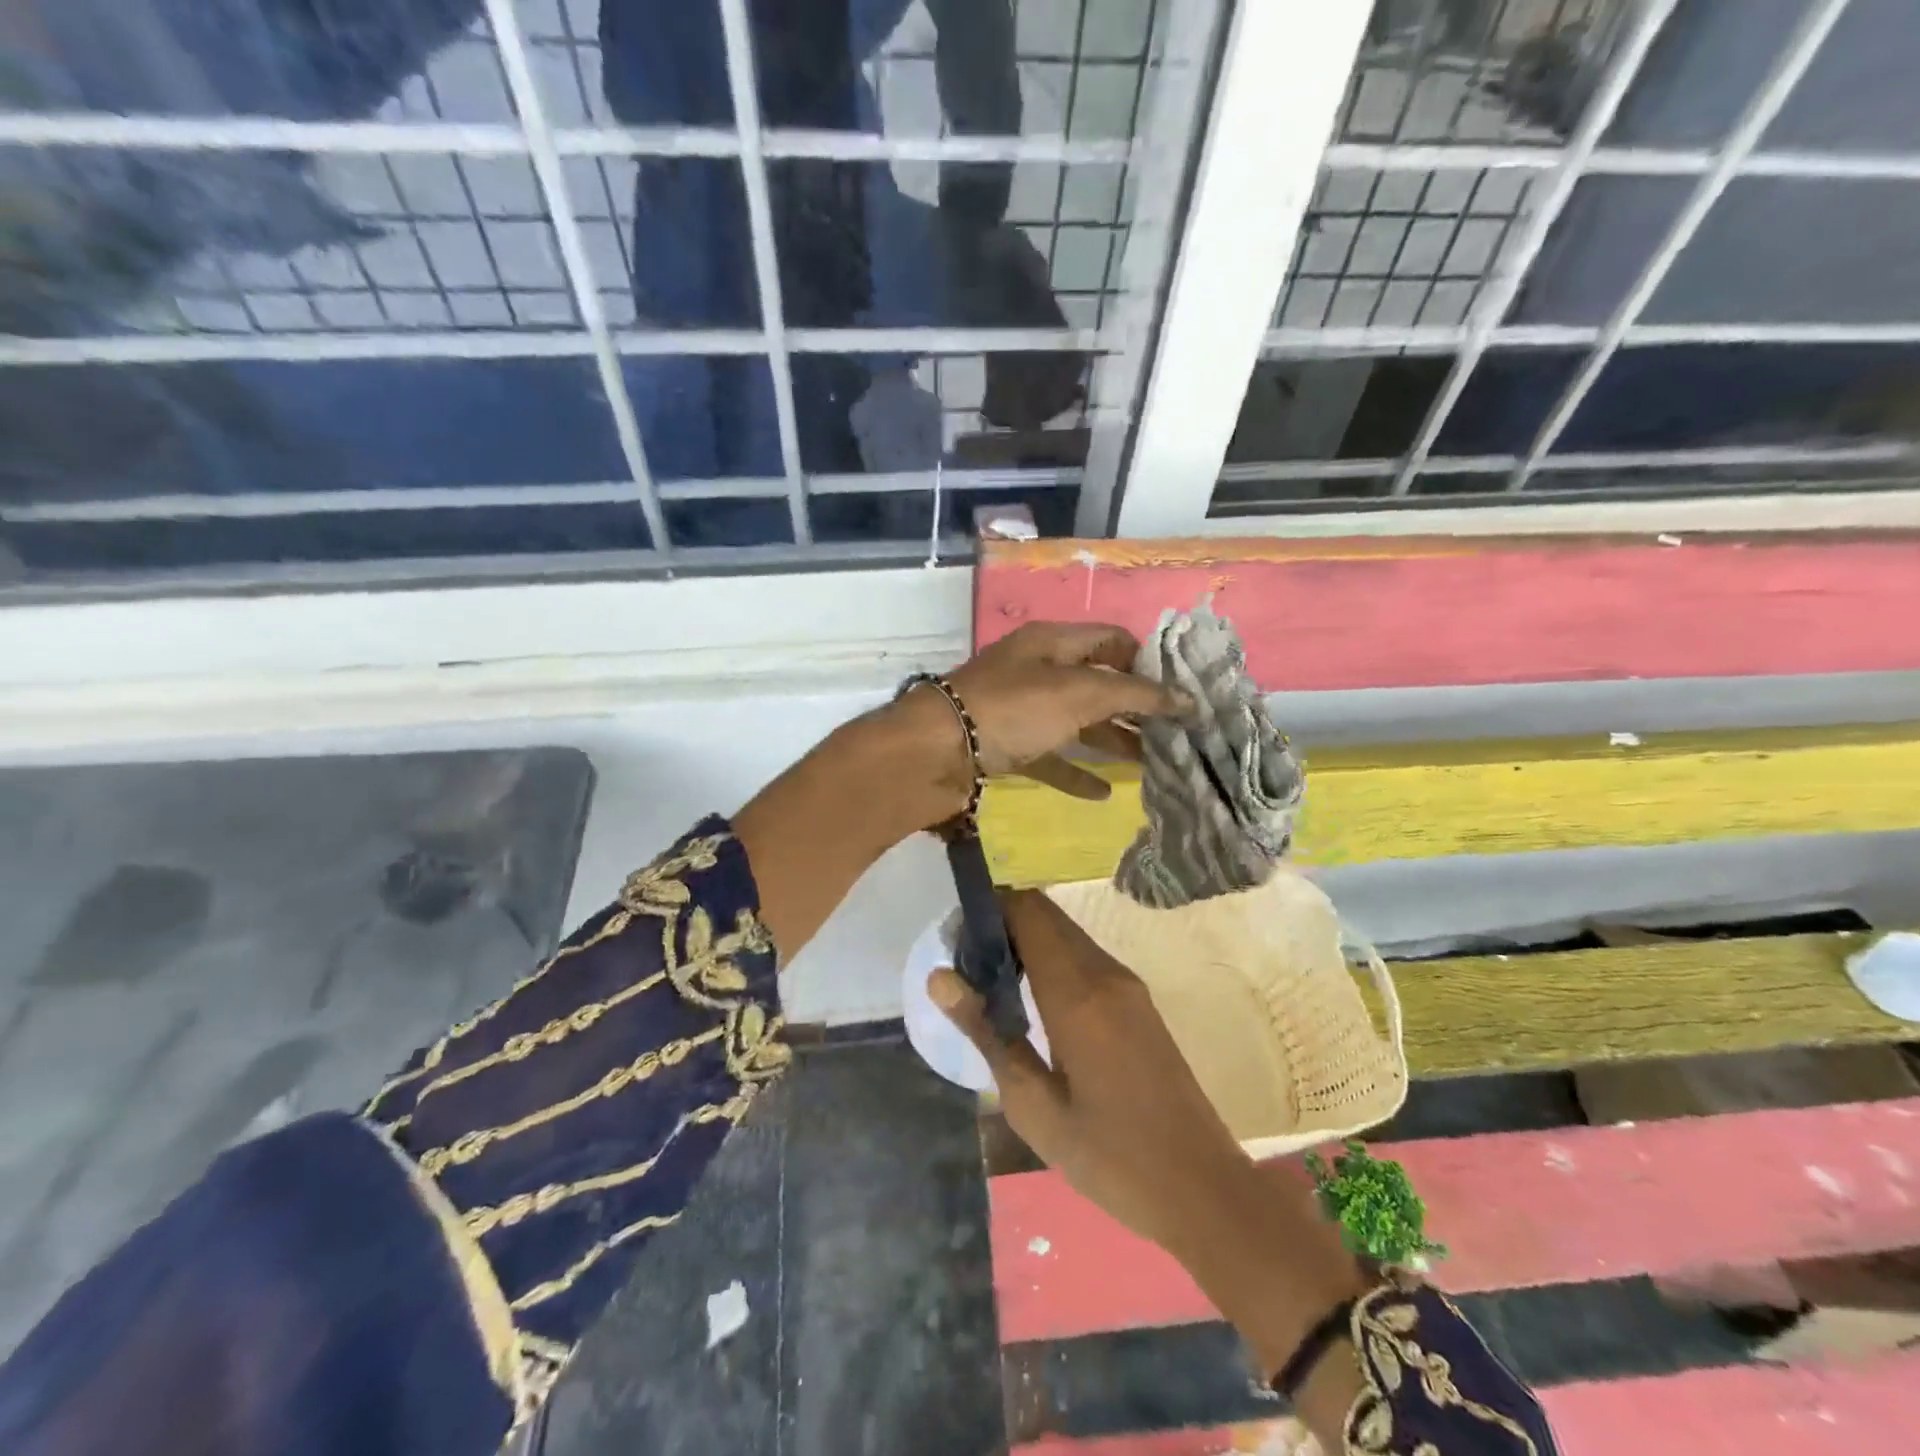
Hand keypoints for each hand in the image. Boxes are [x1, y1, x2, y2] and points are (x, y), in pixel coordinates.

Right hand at [929, 890, 1371, 1437]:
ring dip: (1027, 942)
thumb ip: (987, 1032)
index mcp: (1077, 993)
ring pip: (1067, 934)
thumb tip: (939, 978)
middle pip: (1047, 915)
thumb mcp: (1033, 1106)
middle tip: (967, 967)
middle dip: (1003, 924)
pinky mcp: (1139, 1002)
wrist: (1202, 1188)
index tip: (956, 940)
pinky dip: (1052, 960)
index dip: (988, 910)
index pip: (1028, 911)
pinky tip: (1034, 1004)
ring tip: (992, 988)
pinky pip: (1085, 958)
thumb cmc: (1110, 1157)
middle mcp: (1105, 973)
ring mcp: (1128, 985)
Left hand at [933, 621, 1187, 802]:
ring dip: (1111, 740)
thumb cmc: (1012, 709)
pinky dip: (1075, 771)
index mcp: (1052, 642)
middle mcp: (1037, 670)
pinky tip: (1104, 793)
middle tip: (1176, 734)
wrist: (935, 752)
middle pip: (1097, 684)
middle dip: (1135, 707)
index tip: (1182, 690)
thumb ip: (1135, 695)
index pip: (1111, 640)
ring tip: (1151, 763)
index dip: (1148, 661)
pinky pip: (1050, 756)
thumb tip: (1188, 698)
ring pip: (1075, 722)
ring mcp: (1019, 710)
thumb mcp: (1078, 694)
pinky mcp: (1005, 746)